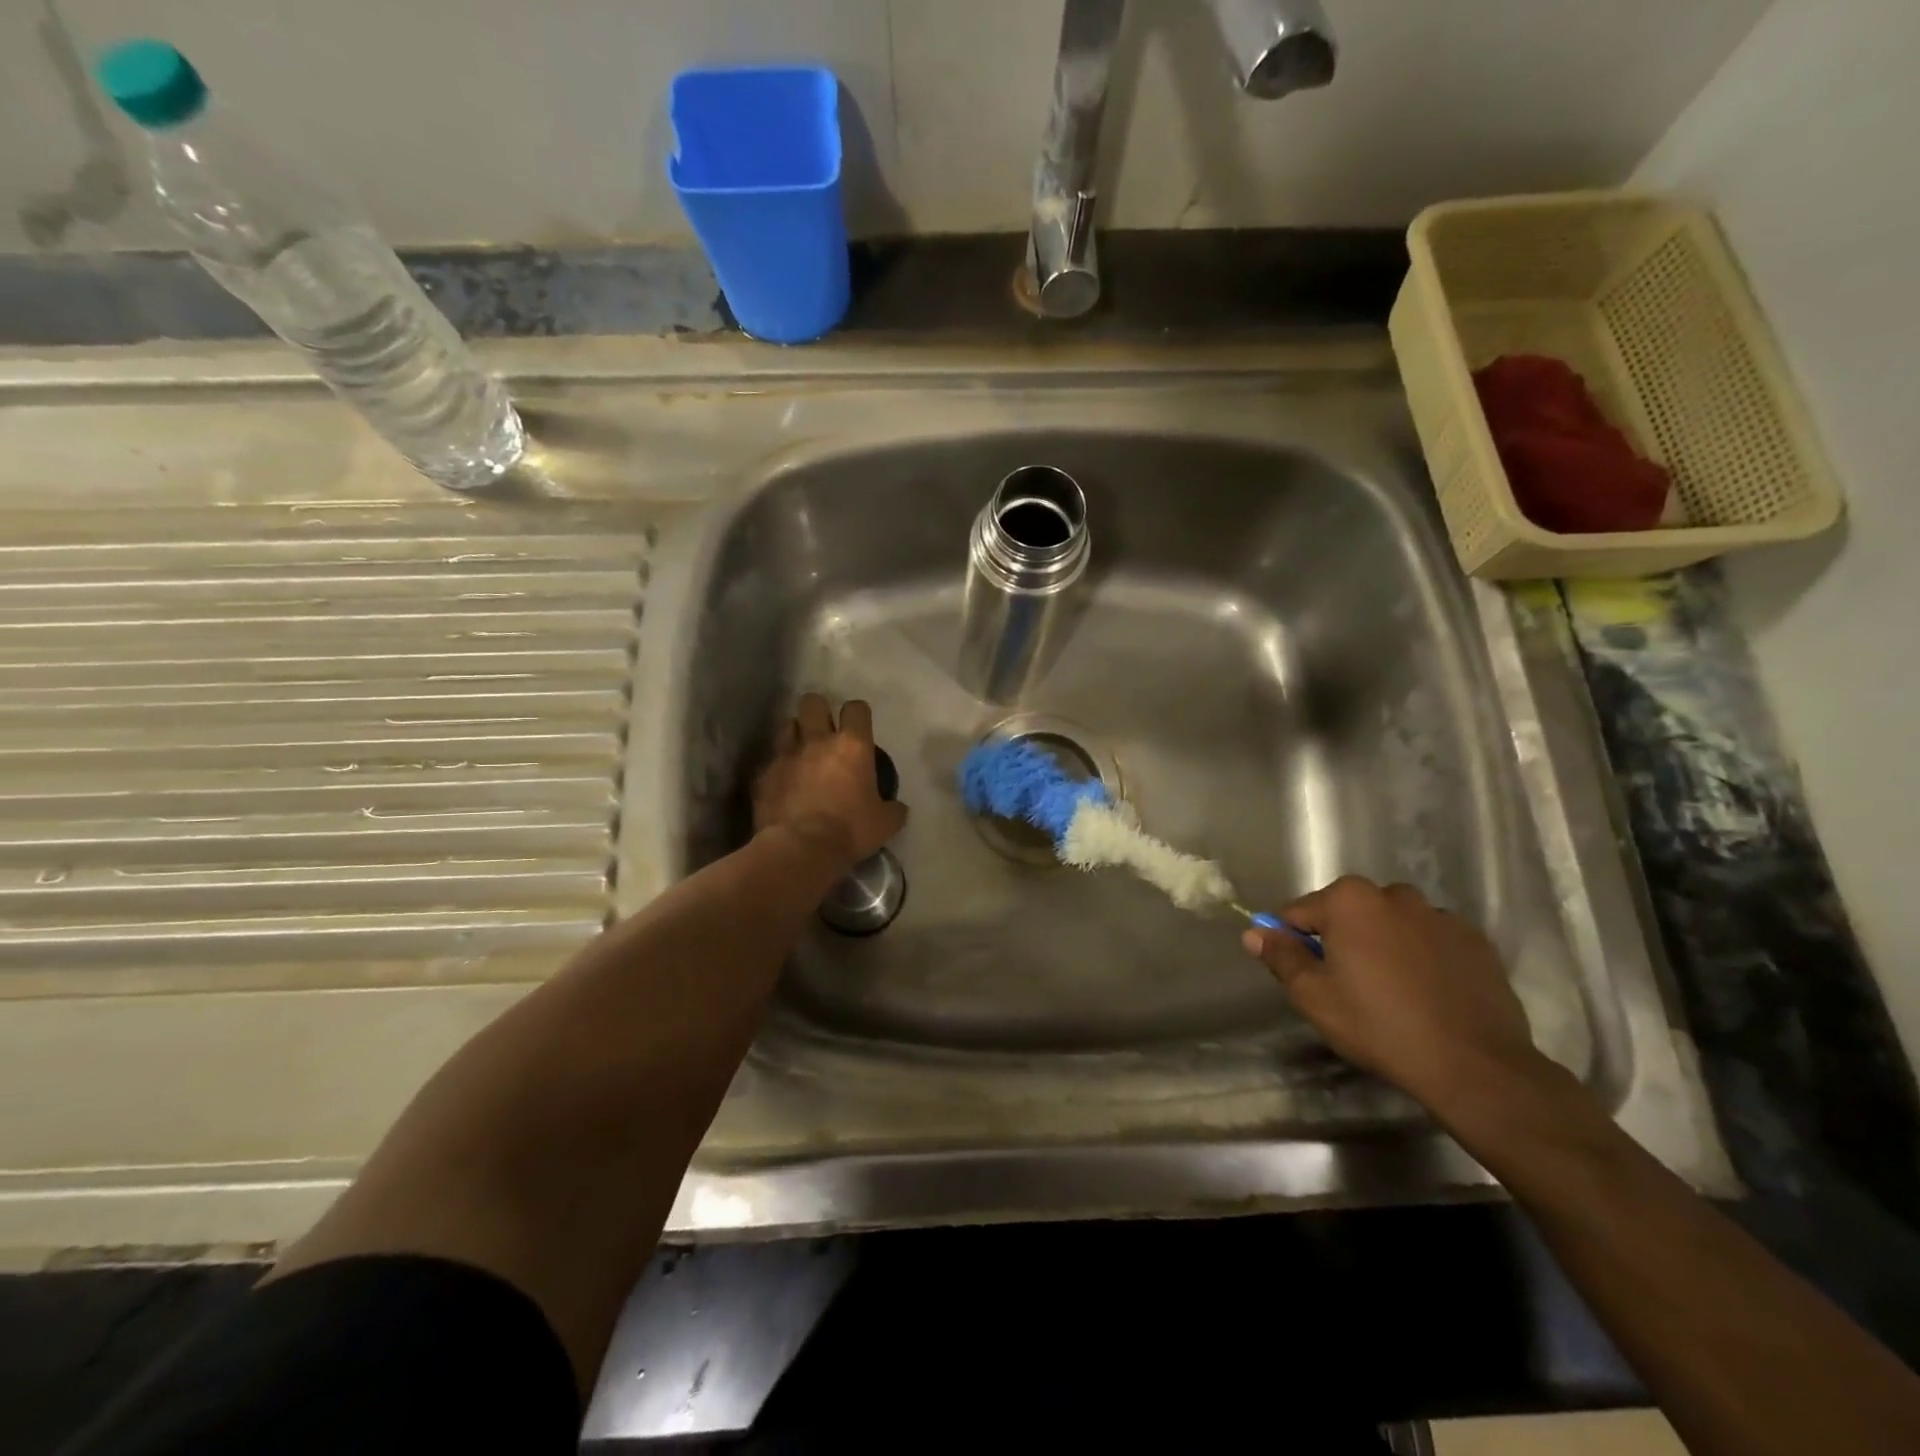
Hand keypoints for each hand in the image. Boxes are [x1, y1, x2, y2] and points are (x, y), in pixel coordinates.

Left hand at [753, 694, 907, 871]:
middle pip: (813, 702)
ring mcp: (786, 755)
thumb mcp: (885, 823)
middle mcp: (818, 741)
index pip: (856, 709)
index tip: (859, 728)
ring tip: (801, 754)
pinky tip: (782, 785)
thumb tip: (897, 808)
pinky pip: (769, 761)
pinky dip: (776, 768)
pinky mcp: (762, 774)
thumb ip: (893, 809)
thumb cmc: (849, 831)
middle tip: (824, 731)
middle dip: (818, 711)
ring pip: (786, 724)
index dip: (858, 714)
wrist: (800, 850)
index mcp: (853, 746)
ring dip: (795, 735)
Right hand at [1242, 875, 1543, 1111]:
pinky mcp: (1475, 941)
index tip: (1307, 977)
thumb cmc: (1379, 1025)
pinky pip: (1431, 940)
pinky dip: (1422, 956)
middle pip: (1348, 913)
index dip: (1295, 944)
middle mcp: (1394, 894)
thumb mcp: (1313, 996)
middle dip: (1341, 940)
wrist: (1474, 1065)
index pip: (1299, 913)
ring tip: (1391, 991)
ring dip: (1382, 944)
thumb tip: (1254, 932)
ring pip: (1391, 923)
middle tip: (1348, 987)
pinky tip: (1427, 993)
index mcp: (1349, 900)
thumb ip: (1281, 956)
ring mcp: (1439, 915)